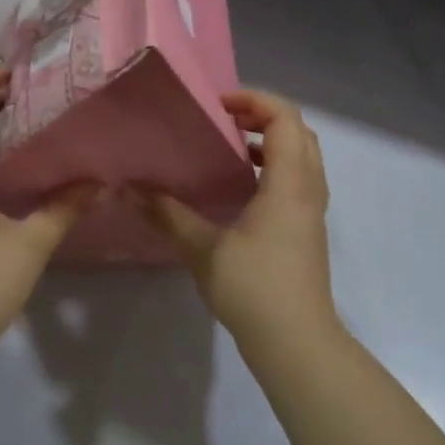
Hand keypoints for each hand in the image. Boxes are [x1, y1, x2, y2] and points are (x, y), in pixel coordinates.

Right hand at [140, 91, 338, 347]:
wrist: (297, 343)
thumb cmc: (255, 290)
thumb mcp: (204, 250)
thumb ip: (169, 215)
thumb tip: (132, 189)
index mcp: (289, 184)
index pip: (285, 119)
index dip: (254, 100)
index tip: (216, 105)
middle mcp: (308, 189)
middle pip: (298, 132)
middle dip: (262, 116)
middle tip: (222, 120)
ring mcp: (311, 211)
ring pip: (300, 157)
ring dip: (269, 142)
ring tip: (227, 146)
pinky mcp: (306, 230)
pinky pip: (296, 180)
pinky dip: (272, 167)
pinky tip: (237, 187)